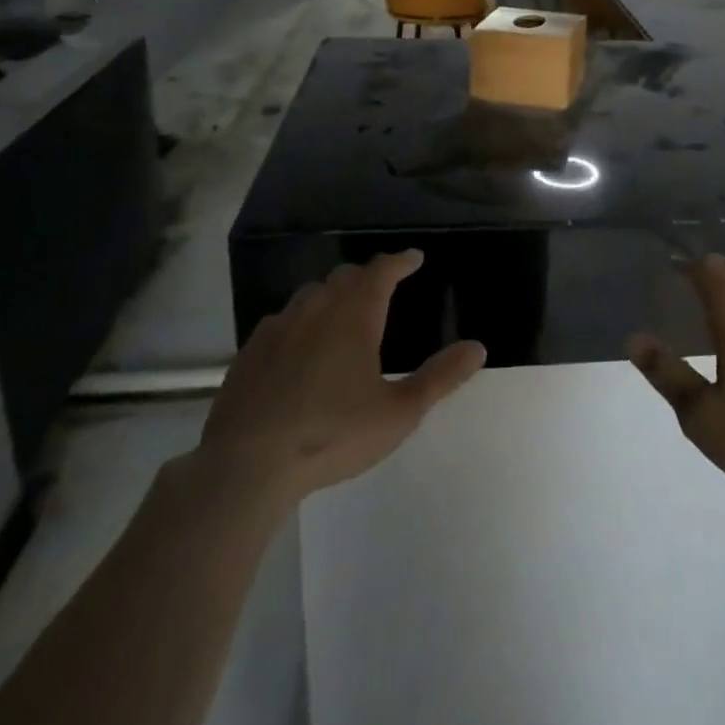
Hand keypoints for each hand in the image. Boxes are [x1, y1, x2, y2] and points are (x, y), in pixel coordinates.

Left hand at [198, 251, 484, 499]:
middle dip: (367, 276)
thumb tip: (478, 347)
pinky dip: (300, 321)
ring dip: (332, 294)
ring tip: (343, 312)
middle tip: (382, 287)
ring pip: (310, 295)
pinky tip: (299, 346)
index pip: (381, 271)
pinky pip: (281, 321)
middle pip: (344, 277)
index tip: (414, 258)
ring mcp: (278, 329)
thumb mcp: (398, 413)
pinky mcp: (250, 352)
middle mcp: (316, 310)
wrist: (246, 466)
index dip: (400, 261)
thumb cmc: (332, 434)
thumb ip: (440, 378)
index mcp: (354, 317)